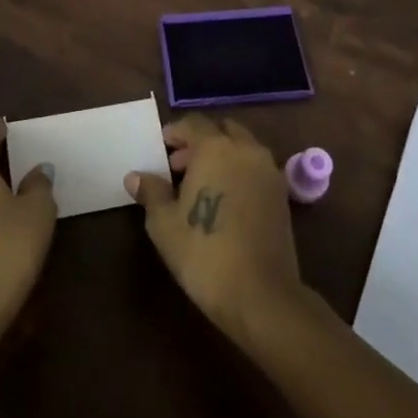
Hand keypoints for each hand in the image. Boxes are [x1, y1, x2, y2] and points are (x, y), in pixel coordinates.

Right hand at [125, 114, 303, 340]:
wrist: (260, 293)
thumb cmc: (204, 253)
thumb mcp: (164, 224)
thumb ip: (151, 192)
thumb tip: (135, 176)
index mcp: (215, 147)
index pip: (193, 123)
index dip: (175, 132)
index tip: (162, 149)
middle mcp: (246, 150)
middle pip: (222, 130)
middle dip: (201, 141)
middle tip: (180, 166)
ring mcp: (268, 171)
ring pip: (242, 147)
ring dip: (222, 155)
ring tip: (201, 185)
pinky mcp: (282, 194)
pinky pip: (256, 168)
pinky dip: (240, 171)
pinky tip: (225, 200)